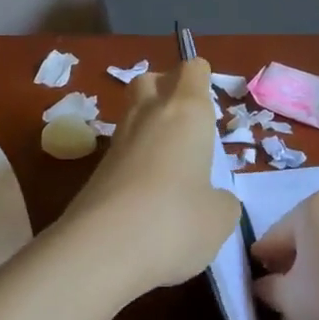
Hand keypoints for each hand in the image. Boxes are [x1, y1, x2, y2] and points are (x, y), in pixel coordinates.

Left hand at [65, 59, 236, 293]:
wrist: (100, 250)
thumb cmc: (174, 221)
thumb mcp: (220, 218)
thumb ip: (222, 200)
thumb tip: (213, 199)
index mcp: (186, 112)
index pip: (192, 69)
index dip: (202, 79)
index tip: (211, 107)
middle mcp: (149, 114)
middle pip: (152, 79)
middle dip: (167, 91)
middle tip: (187, 127)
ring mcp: (117, 141)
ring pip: (133, 114)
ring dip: (150, 128)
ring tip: (173, 165)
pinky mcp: (96, 170)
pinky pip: (122, 151)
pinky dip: (136, 162)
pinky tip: (149, 196)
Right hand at [250, 191, 318, 319]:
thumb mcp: (285, 296)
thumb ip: (266, 285)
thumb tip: (262, 284)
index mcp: (311, 208)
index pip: (274, 236)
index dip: (263, 261)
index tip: (257, 283)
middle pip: (301, 235)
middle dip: (289, 259)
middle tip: (279, 290)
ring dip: (312, 263)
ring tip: (306, 296)